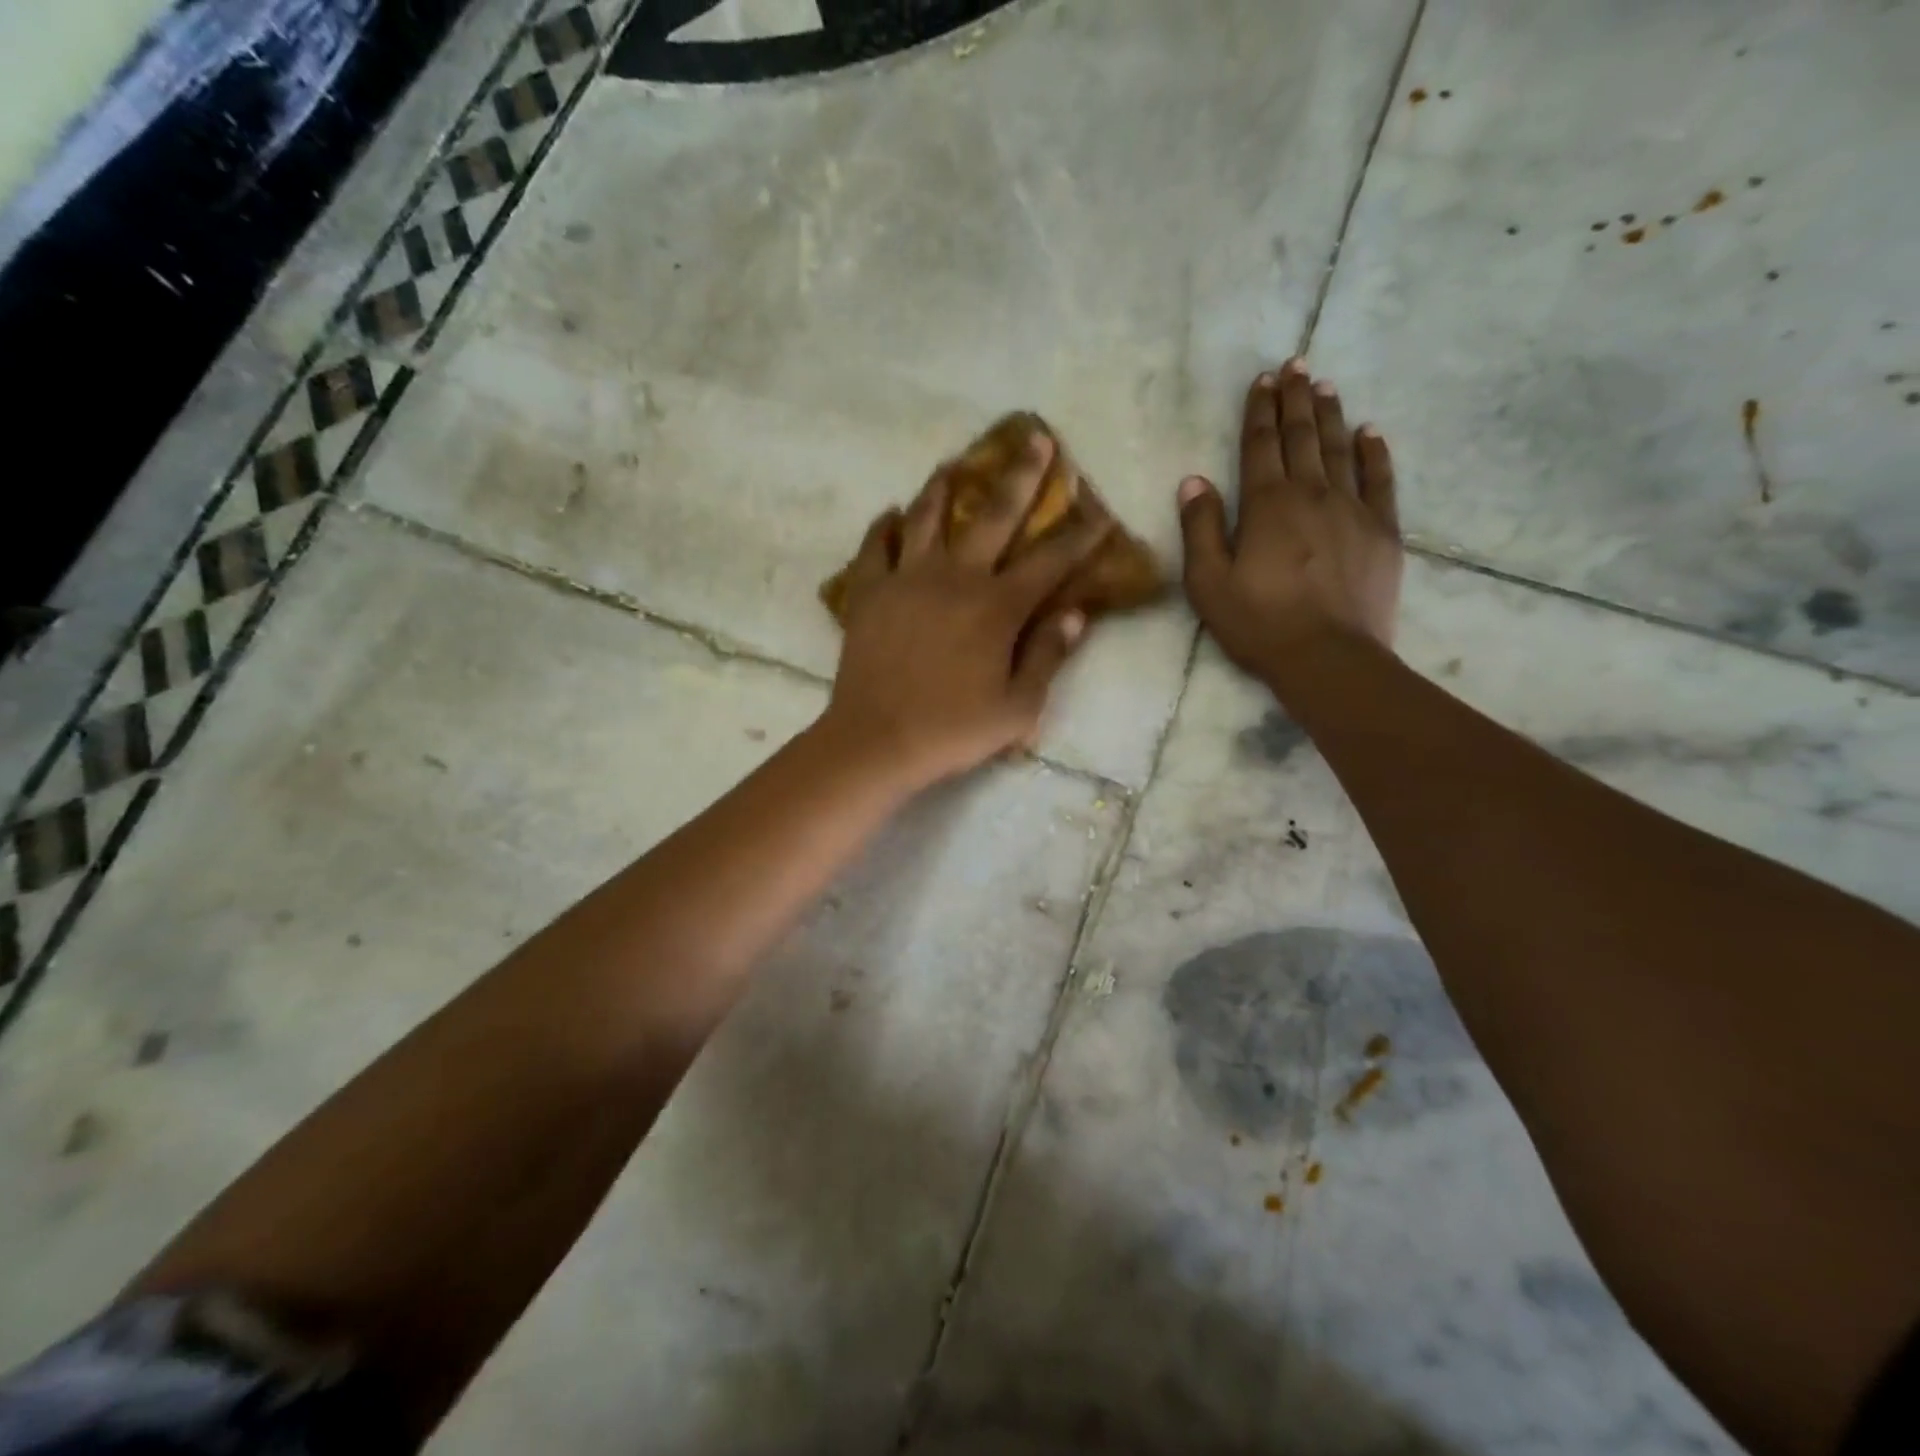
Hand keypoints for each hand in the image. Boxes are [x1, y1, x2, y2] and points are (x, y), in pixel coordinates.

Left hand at [822, 430, 1111, 788]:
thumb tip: (1075, 615)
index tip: (1101, 510)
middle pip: (993, 515)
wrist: (876, 740)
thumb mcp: (1017, 708)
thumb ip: (1047, 656)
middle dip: (1022, 475)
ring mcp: (907, 579)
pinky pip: (875, 547)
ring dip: (944, 487)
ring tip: (953, 463)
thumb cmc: (952, 730)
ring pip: (927, 517)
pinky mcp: (869, 592)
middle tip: (1037, 438)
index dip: (1081, 536)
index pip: (1050, 561)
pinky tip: (890, 515)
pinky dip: (883, 527)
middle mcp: (955, 578)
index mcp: (997, 607)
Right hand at [1179, 359, 1401, 679]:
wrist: (1328, 657)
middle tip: (1295, 366)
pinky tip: (1370, 432)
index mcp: (1266, 505)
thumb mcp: (1208, 583)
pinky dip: (1374, 452)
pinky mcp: (1382, 530)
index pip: (1260, 445)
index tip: (1262, 380)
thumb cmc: (1259, 623)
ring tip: (1325, 385)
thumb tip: (1193, 480)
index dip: (1259, 411)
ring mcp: (1353, 509)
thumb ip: (1200, 528)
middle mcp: (1311, 494)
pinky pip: (1381, 479)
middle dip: (1295, 400)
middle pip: (1302, 437)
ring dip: (1330, 415)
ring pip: (1339, 449)